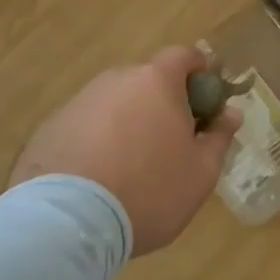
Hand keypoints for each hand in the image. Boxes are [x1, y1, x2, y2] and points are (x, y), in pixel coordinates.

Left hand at [9, 46, 240, 254]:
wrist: (66, 224)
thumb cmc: (148, 191)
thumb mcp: (201, 173)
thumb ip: (219, 137)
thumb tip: (231, 113)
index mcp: (156, 81)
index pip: (183, 55)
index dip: (199, 72)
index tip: (206, 101)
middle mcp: (116, 80)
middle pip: (147, 81)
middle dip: (163, 103)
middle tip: (172, 142)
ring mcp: (78, 103)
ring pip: (115, 104)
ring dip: (128, 123)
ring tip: (131, 167)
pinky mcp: (49, 129)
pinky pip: (85, 126)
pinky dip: (96, 142)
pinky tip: (98, 179)